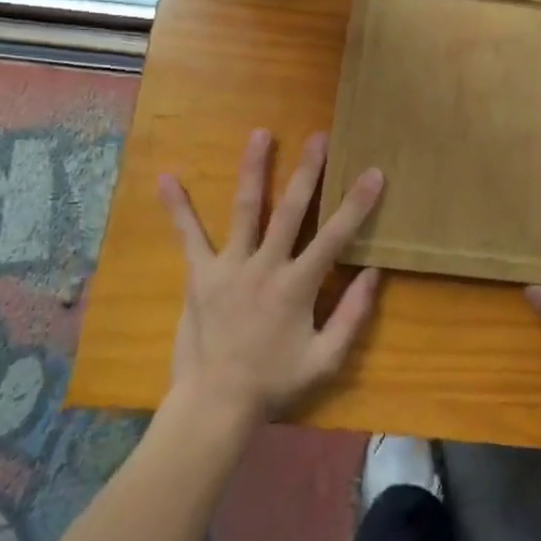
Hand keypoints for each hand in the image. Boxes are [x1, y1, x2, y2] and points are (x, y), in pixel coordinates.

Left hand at [159, 129, 383, 425]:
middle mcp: (265, 266)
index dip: (356, 204)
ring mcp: (229, 267)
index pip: (335, 236)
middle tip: (318, 136)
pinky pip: (188, 237)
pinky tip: (166, 178)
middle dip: (307, 171)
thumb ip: (352, 315)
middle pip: (290, 210)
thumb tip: (374, 273)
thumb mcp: (326, 359)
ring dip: (253, 170)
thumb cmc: (275, 383)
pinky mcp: (200, 276)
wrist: (214, 406)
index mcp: (297, 286)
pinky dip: (178, 208)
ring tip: (259, 134)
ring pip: (245, 210)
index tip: (373, 172)